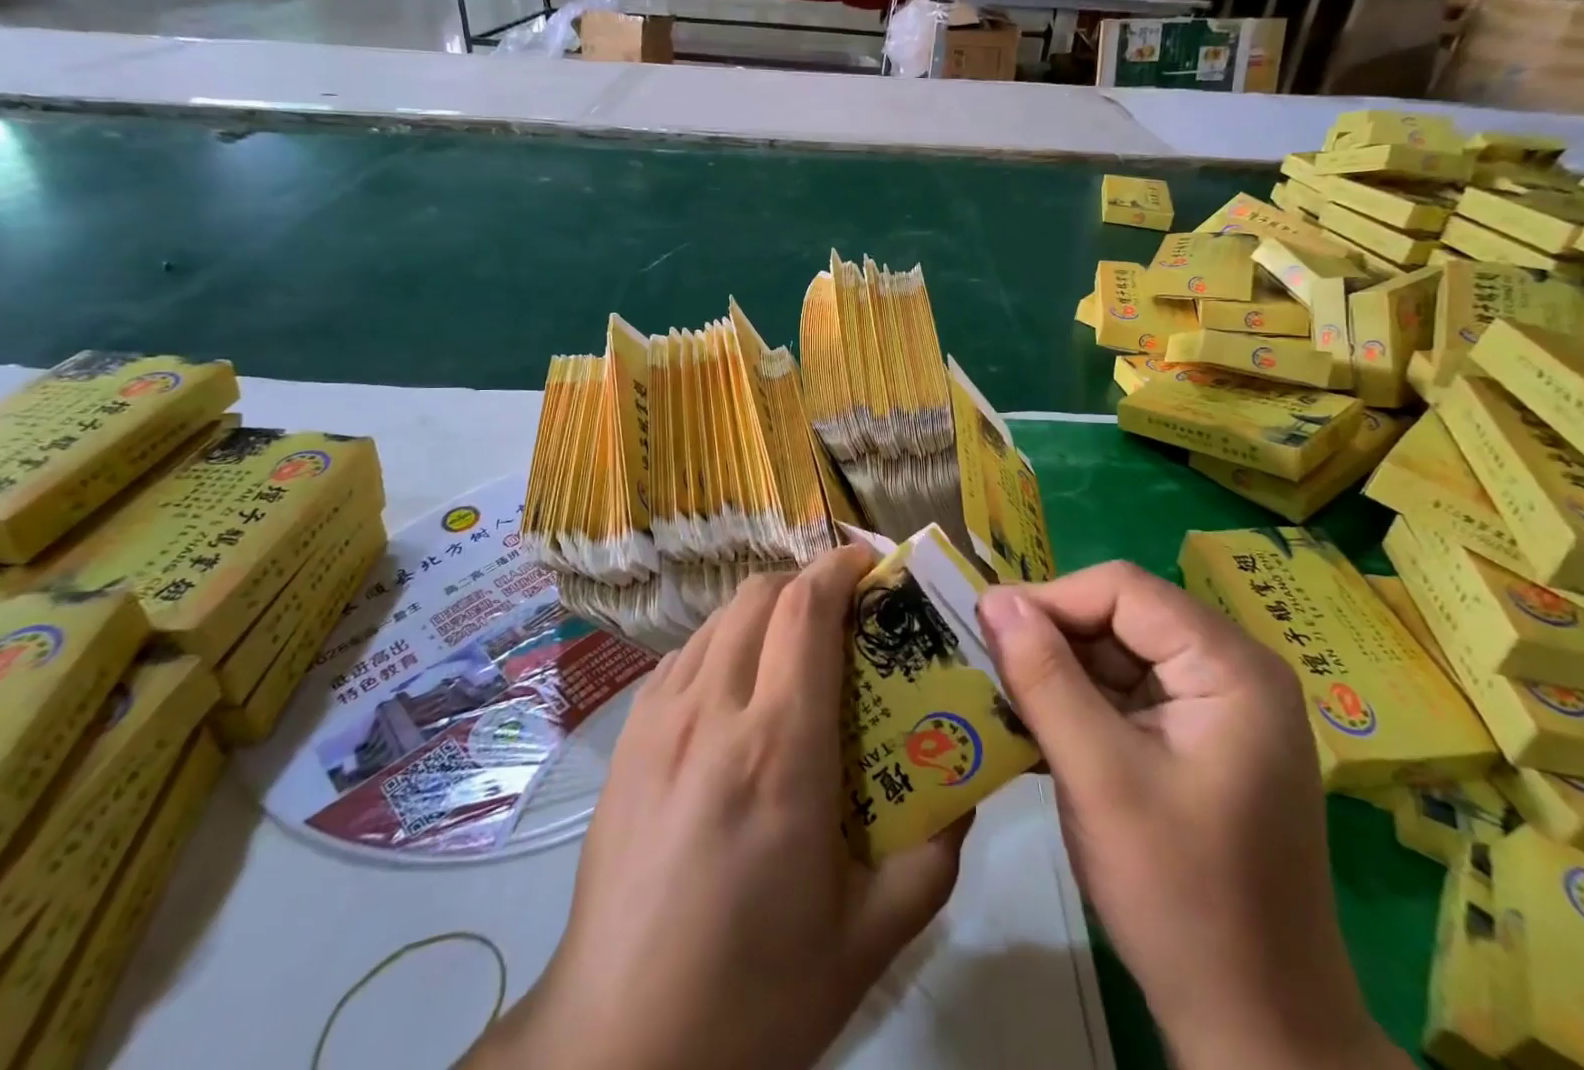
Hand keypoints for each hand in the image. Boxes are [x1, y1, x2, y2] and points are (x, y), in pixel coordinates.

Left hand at [470, 545, 965, 1069]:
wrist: (619, 1048)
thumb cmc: (756, 993)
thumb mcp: (870, 935)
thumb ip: (933, 851)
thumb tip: (963, 785)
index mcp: (779, 748)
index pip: (806, 610)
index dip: (839, 567)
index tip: (870, 562)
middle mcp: (712, 712)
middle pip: (761, 594)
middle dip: (807, 582)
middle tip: (844, 611)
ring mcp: (658, 719)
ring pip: (719, 618)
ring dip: (765, 610)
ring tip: (795, 646)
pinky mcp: (626, 739)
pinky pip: (684, 656)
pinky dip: (723, 643)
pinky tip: (738, 691)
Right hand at [976, 563, 1404, 1069]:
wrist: (1256, 1032)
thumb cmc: (1181, 899)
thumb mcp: (1098, 778)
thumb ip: (1043, 677)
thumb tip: (993, 598)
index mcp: (1231, 667)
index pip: (1124, 590)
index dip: (1051, 598)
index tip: (988, 627)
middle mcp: (1232, 672)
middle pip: (1122, 617)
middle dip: (1053, 638)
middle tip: (990, 666)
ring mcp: (1218, 709)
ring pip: (1118, 655)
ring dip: (1060, 673)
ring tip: (1004, 698)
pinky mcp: (1198, 742)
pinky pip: (1127, 695)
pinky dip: (1079, 705)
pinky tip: (1036, 729)